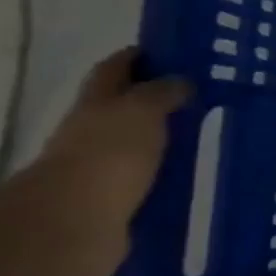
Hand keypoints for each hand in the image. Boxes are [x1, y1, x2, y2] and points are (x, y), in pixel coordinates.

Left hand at [33, 49, 191, 275]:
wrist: (74, 224)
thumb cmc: (108, 155)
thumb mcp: (142, 111)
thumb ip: (162, 93)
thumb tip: (181, 81)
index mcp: (97, 104)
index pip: (115, 69)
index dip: (138, 57)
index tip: (171, 51)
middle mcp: (93, 131)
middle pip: (122, 106)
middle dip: (153, 98)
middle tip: (197, 94)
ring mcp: (102, 167)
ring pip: (136, 143)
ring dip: (161, 138)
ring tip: (202, 135)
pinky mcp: (115, 200)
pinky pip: (146, 178)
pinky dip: (164, 172)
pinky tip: (190, 174)